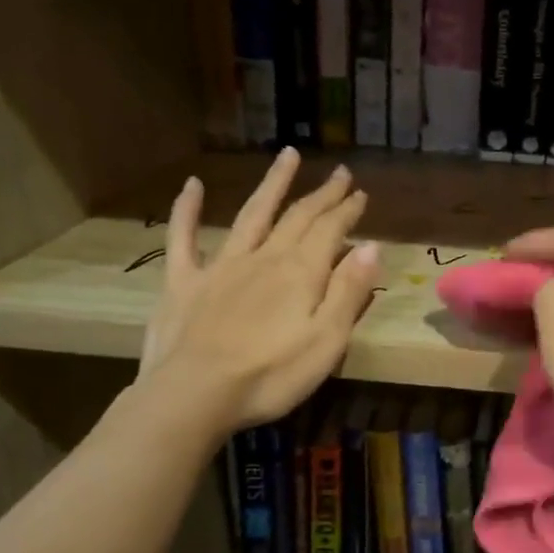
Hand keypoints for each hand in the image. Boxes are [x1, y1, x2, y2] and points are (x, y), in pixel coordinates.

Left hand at [138, 150, 377, 430]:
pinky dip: (187, 209)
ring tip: (287, 156)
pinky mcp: (183, 282)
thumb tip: (370, 247)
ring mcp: (220, 266)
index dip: (347, 210)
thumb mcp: (327, 340)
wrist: (194, 396)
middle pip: (297, 217)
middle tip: (339, 173)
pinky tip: (192, 185)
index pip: (330, 231)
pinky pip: (183, 238)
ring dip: (271, 185)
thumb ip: (349, 292)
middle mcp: (263, 257)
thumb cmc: (271, 375)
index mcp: (300, 273)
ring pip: (251, 215)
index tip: (360, 193)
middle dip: (321, 195)